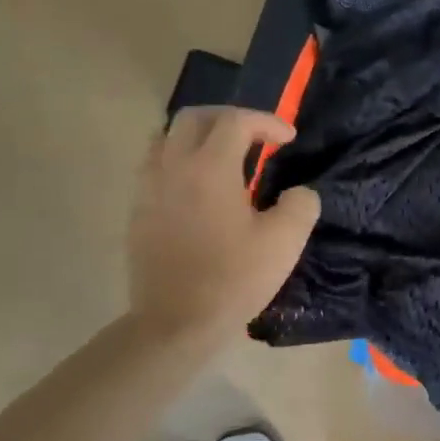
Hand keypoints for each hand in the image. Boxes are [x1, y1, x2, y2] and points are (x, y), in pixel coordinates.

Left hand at [127, 108, 320, 343]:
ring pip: (167, 138)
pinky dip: (179, 161)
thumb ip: (301, 206)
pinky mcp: (138, 211)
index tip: (288, 139)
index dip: (266, 122)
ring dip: (198, 137)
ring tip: (223, 157)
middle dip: (228, 118)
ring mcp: (148, 188)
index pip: (235, 121)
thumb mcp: (284, 243)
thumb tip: (299, 193)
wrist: (176, 322)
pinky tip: (198, 188)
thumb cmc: (234, 279)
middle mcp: (173, 167)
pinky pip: (155, 167)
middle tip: (254, 136)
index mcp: (210, 168)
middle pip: (194, 117)